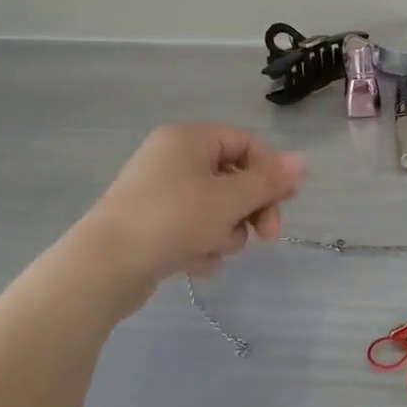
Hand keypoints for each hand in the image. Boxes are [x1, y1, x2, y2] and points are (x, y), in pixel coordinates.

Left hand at [78, 124, 305, 313]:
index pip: (246, 143)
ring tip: (213, 249)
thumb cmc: (173, 219)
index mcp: (189, 139)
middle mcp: (173, 159)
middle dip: (252, 209)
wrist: (104, 266)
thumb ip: (269, 181)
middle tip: (267, 235)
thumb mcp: (229, 199)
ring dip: (226, 232)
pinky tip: (193, 263)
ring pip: (216, 208)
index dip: (271, 171)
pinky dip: (201, 246)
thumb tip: (302, 161)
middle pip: (233, 178)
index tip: (287, 201)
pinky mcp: (152, 225)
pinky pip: (193, 229)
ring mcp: (160, 193)